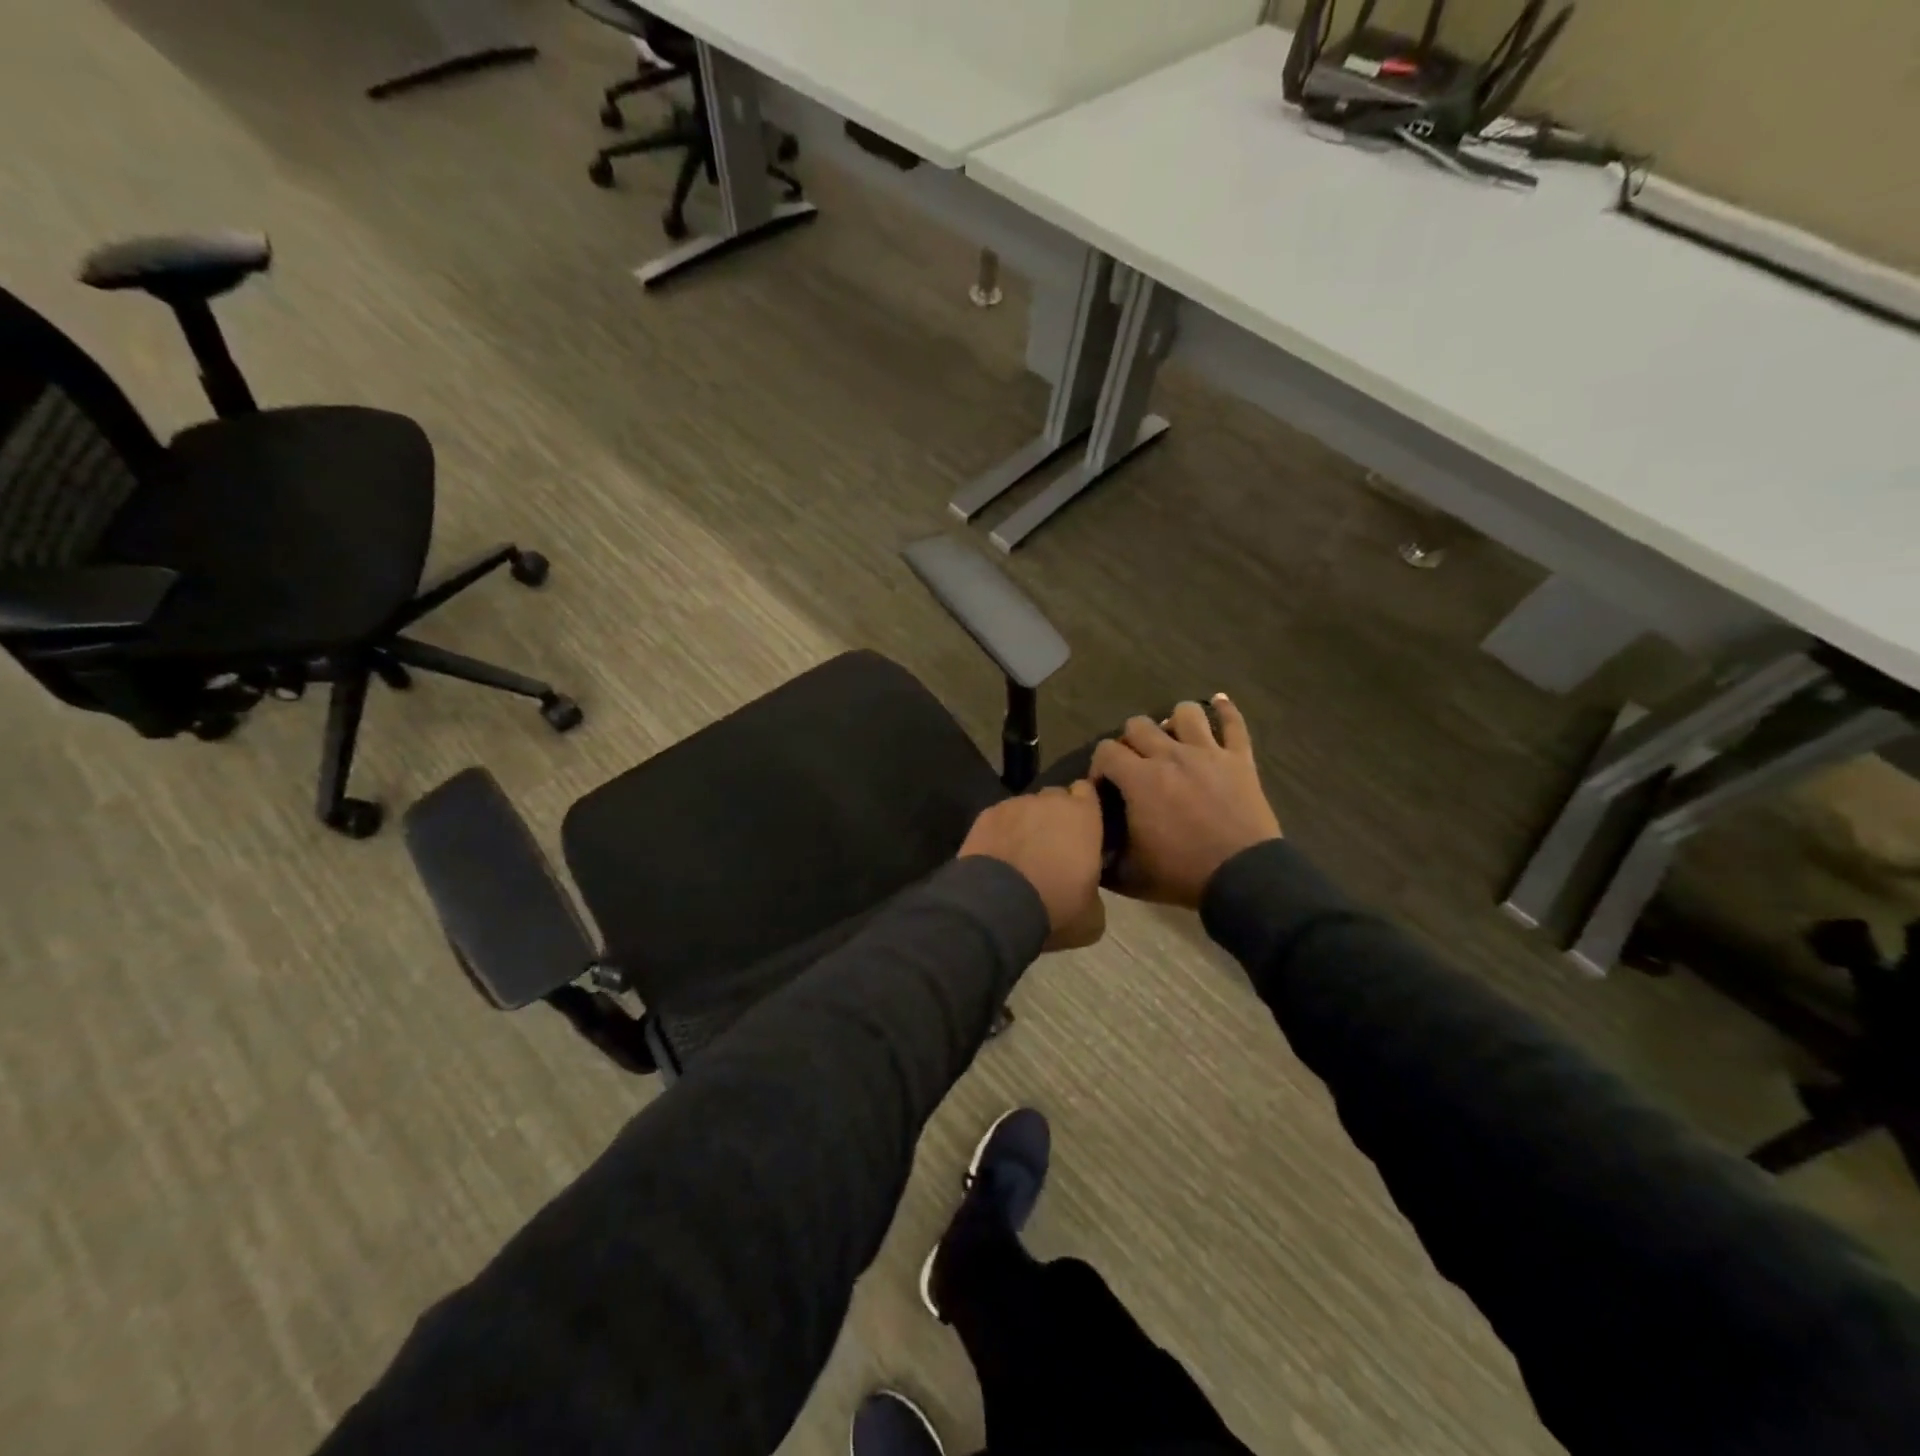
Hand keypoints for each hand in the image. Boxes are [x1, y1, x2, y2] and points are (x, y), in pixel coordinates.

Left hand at [959, 783, 1106, 950]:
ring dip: (1026, 824)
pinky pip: (1000, 818)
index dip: (1084, 807)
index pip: (1087, 791)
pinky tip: (998, 855)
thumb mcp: (1092, 914)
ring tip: (1020, 853)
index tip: (1082, 826)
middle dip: (1055, 815)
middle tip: (1053, 845)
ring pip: (1025, 808)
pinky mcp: (985, 815)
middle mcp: (1050, 801)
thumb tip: (1087, 891)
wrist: (997, 905)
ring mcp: (1014, 805)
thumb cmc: (1056, 905)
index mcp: (1083, 816)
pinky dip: (1001, 832)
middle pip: (1055, 797)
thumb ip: (1094, 889)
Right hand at [1091, 694, 1281, 908]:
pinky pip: (1234, 723)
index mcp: (1139, 779)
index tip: (1104, 787)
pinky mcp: (1239, 759)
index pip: (1106, 751)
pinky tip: (1217, 702)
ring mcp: (1208, 753)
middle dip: (1130, 742)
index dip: (1099, 765)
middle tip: (1136, 766)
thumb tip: (1090, 847)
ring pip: (1184, 713)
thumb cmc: (1182, 874)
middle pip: (1139, 725)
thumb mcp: (1130, 875)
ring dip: (1173, 722)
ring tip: (1173, 739)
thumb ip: (1103, 858)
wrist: (1243, 878)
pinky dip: (1224, 710)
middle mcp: (1170, 755)